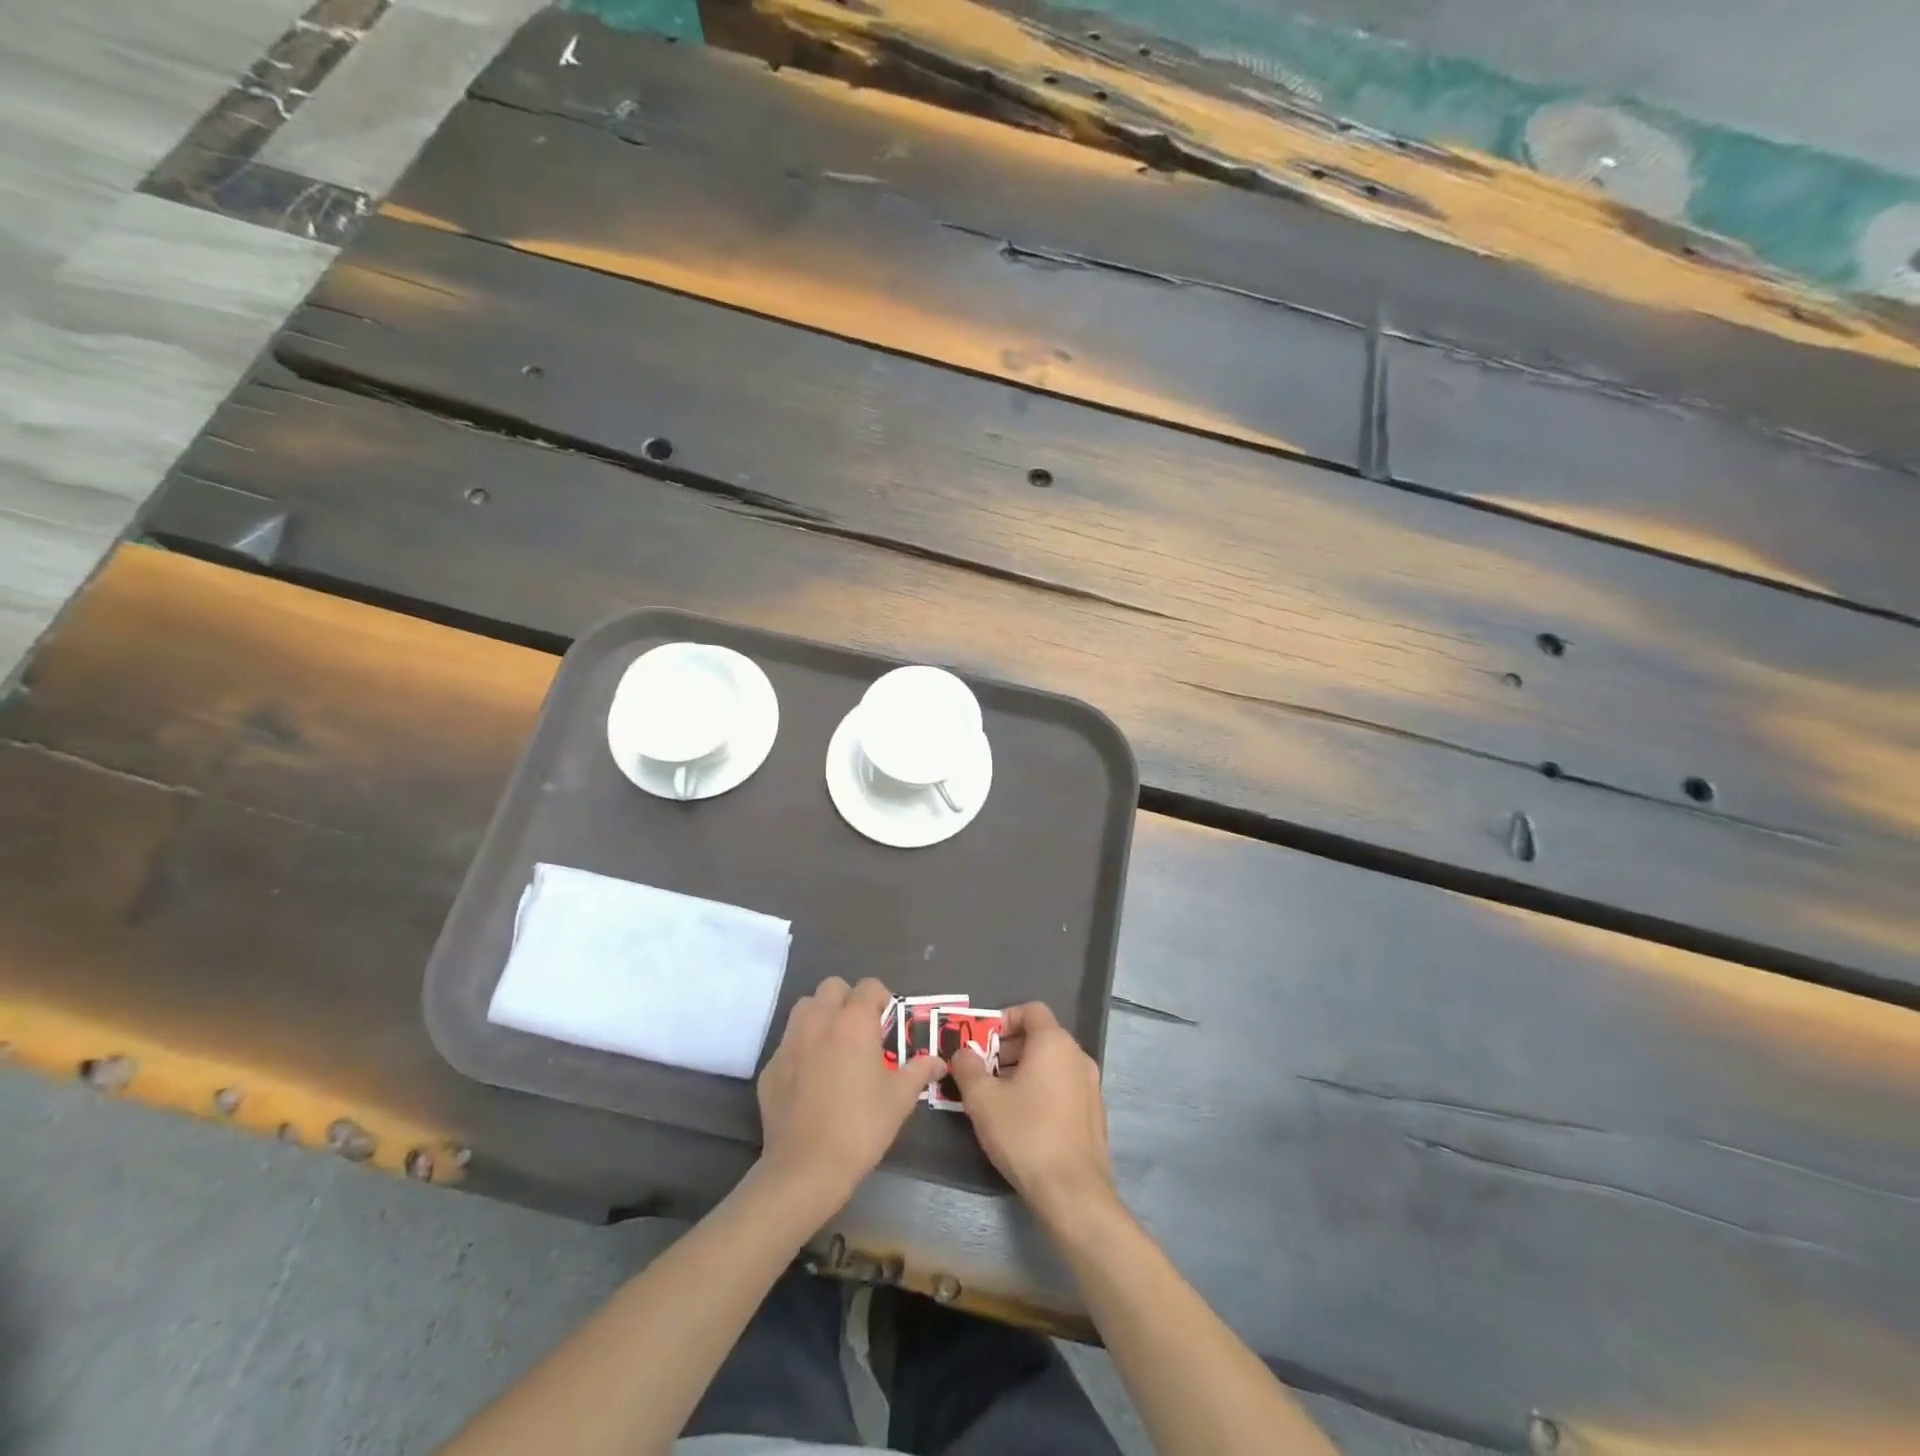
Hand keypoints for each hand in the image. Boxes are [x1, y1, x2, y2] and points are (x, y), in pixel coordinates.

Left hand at [757, 976, 941, 1206]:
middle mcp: (819, 1021)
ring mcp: (789, 1042)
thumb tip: (938, 1061)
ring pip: (804, 1007)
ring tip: (834, 1045)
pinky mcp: (769, 1067)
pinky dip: (800, 1048)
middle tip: (861, 1030)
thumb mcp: (899, 1099)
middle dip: (848, 999)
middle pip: (832, 987)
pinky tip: (810, 1077)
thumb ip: (918, 1071)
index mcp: (853, 1022)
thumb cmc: (860, 1127)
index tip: (887, 1021)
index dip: (881, 998)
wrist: (805, 1169)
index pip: (868, 986)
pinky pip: (787, 1042)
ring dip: (821, 1015)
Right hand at [948, 1002, 1114, 1219]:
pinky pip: (1065, 1086)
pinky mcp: (1095, 1113)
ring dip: (1025, 1070)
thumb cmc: (1025, 1134)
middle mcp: (1078, 1056)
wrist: (1072, 1192)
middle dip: (1010, 1048)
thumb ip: (968, 1068)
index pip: (1031, 1010)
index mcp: (1054, 1043)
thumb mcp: (983, 1100)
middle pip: (1042, 1036)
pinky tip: (1025, 1119)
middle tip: (985, 1071)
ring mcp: (1091, 1085)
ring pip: (1053, 1063)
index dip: (1005, 1019)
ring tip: (1000, 1097)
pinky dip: (1044, 1089)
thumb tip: (963, 1052)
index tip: (984, 1042)